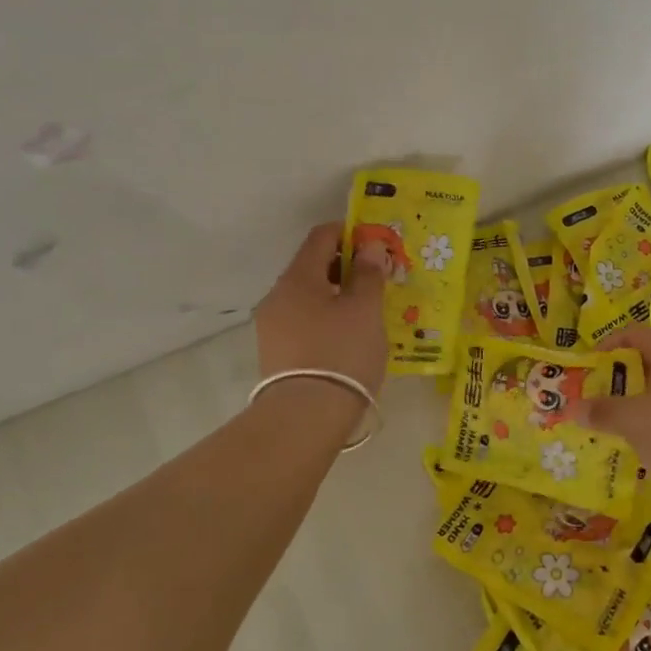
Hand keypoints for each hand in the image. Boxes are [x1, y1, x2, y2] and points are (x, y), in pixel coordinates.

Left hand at [254, 223, 387, 394]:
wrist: (305, 417)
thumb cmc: (341, 353)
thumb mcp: (365, 309)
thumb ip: (368, 273)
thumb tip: (369, 246)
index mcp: (298, 278)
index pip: (321, 236)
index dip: (350, 232)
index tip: (377, 245)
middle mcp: (278, 296)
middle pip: (313, 266)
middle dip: (346, 266)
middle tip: (378, 279)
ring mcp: (272, 326)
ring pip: (309, 296)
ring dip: (337, 294)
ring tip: (367, 311)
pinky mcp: (276, 353)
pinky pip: (304, 321)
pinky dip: (327, 318)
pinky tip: (348, 337)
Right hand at [575, 324, 650, 504]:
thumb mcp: (633, 422)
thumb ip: (601, 412)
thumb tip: (571, 408)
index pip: (634, 333)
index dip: (607, 345)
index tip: (589, 368)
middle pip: (650, 360)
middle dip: (623, 379)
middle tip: (602, 401)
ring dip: (643, 403)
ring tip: (626, 428)